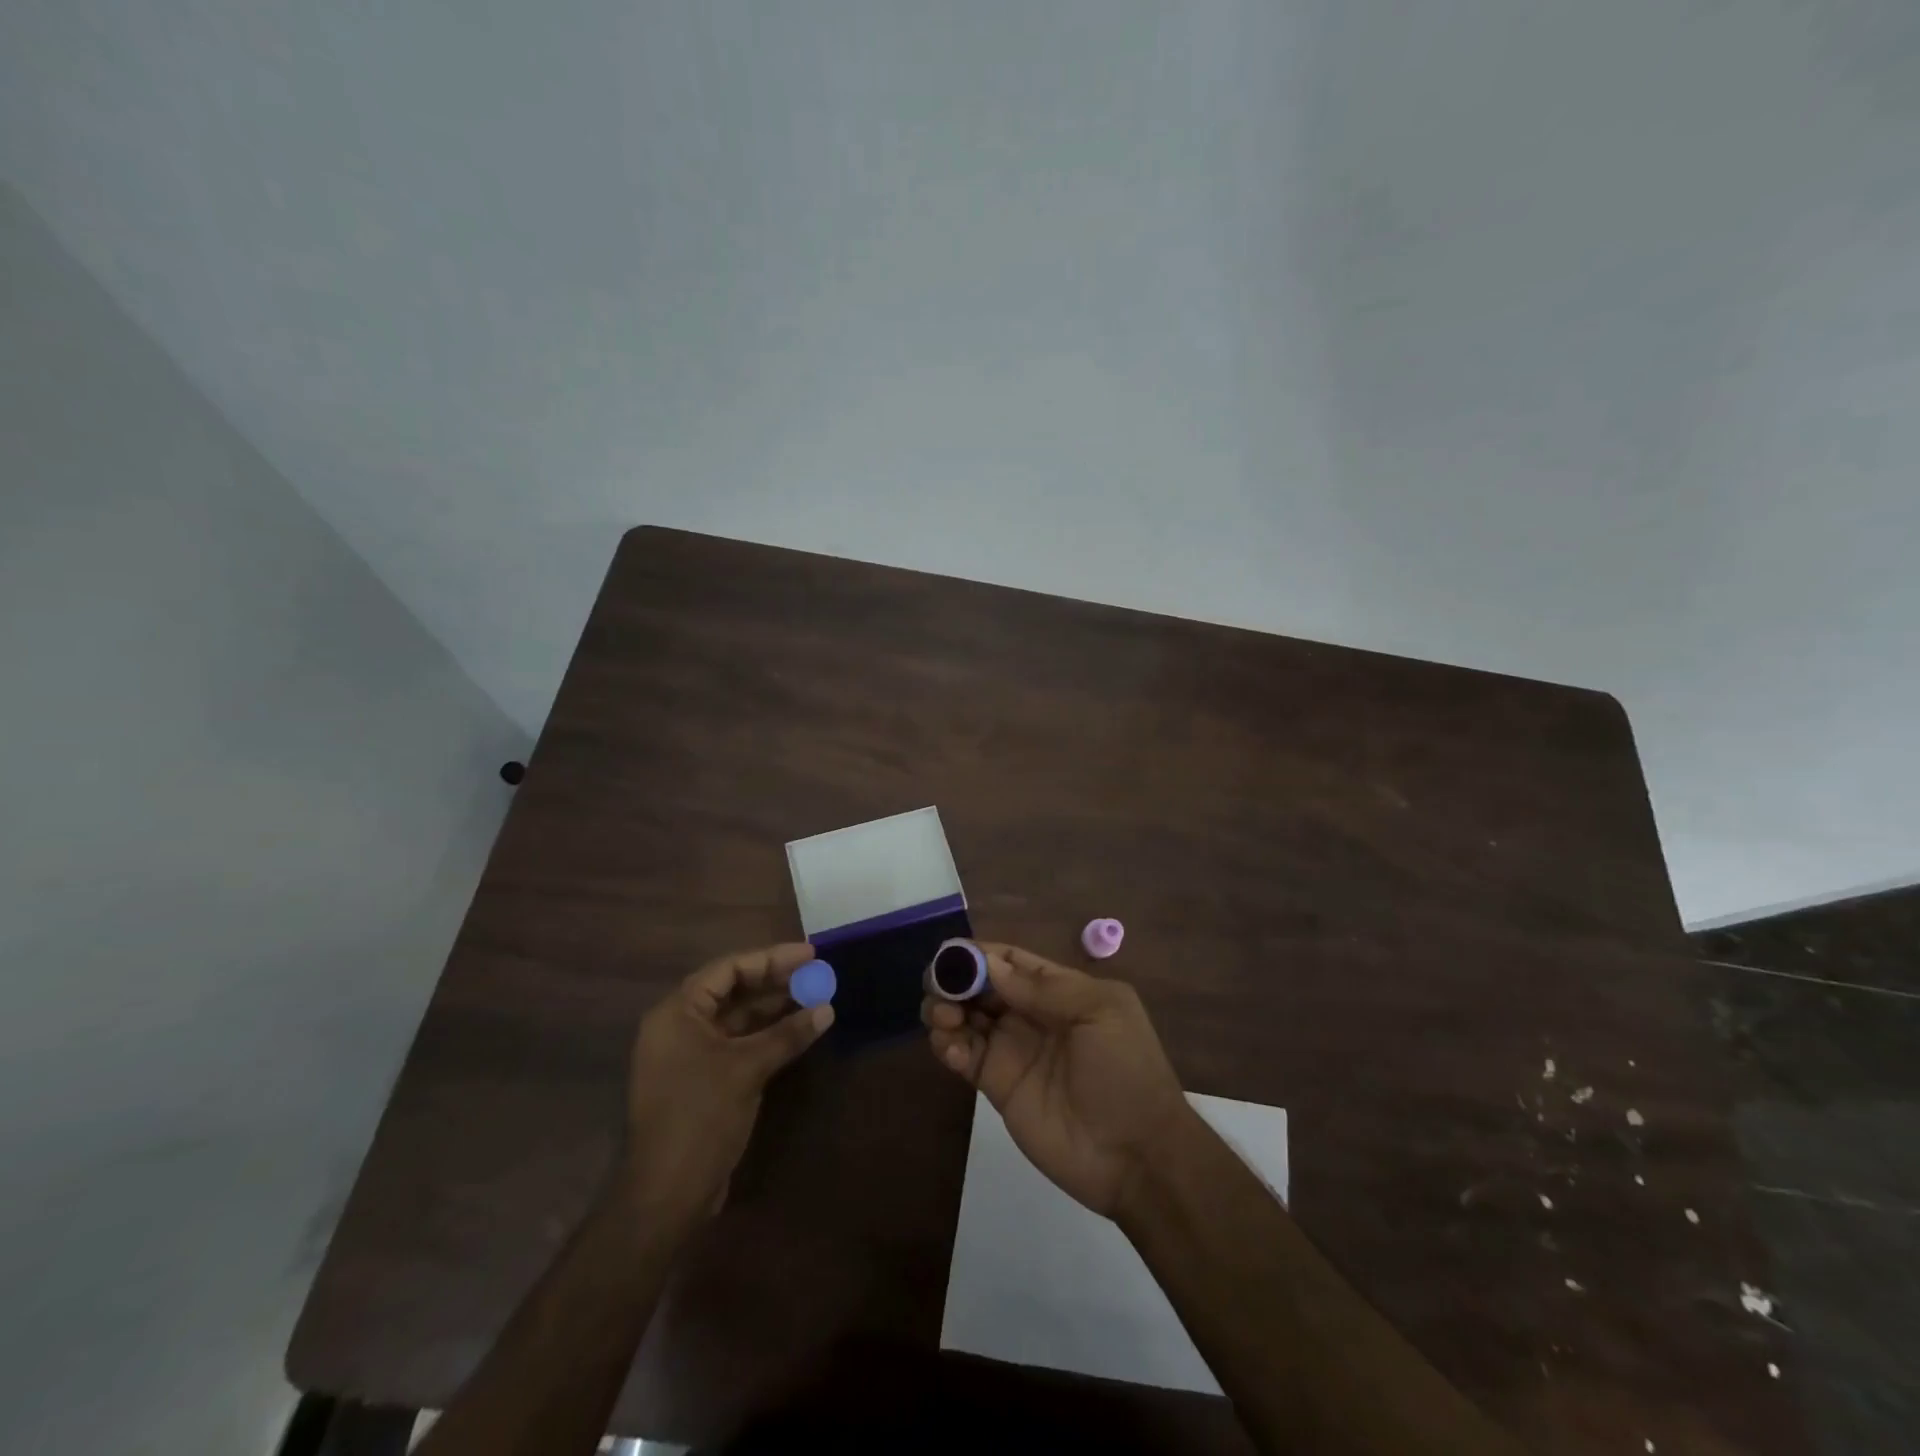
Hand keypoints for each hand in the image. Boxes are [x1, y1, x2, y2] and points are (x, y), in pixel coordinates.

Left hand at [620, 943, 832, 1227]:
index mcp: (677, 1012)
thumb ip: (788, 1034)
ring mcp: (689, 1054)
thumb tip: (827, 1009)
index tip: (810, 955)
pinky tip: (797, 1030)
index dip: (771, 958)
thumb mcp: (747, 1069)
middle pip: (732, 990)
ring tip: (815, 997)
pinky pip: (737, 1042)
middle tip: (817, 974)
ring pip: (737, 1017)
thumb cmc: (700, 1118)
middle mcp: (679, 1026)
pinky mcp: (702, 1078)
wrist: (667, 1195)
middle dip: (775, 981)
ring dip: (774, 1008)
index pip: (728, 969)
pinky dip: (765, 1034)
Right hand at [922, 943, 1190, 1217]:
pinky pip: (963, 1055)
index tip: (949, 955)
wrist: (1136, 1156)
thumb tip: (989, 964)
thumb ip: (1045, 988)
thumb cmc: (1126, 1071)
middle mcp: (1031, 1014)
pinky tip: (951, 1049)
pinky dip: (947, 1045)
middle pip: (980, 986)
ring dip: (945, 1009)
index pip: (1010, 960)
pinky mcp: (997, 1085)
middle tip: (937, 988)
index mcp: (1060, 990)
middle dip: (954, 980)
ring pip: (965, 1017)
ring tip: (944, 1018)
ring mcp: (1012, 1050)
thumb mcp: (1100, 1013)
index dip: (979, 954)